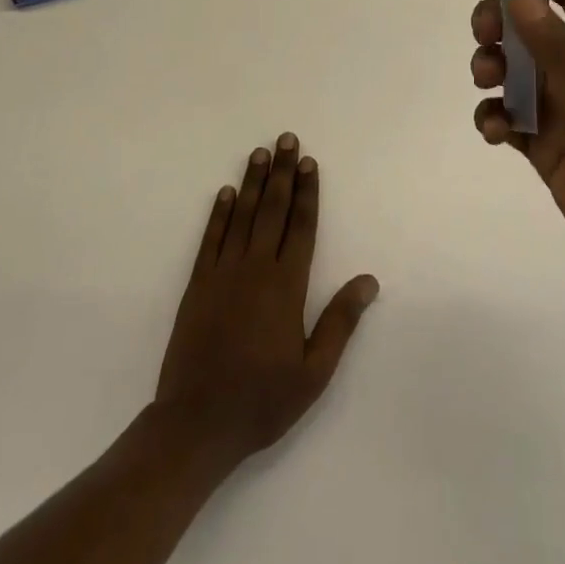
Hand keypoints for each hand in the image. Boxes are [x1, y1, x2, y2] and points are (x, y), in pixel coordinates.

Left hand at [154, 134, 378, 466]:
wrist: (196, 425)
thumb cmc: (261, 400)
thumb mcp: (313, 372)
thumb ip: (340, 322)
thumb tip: (368, 280)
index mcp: (286, 286)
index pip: (301, 226)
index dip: (307, 192)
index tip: (309, 162)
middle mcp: (256, 269)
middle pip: (272, 210)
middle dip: (282, 172)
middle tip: (286, 139)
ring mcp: (223, 274)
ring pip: (242, 216)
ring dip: (252, 182)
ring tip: (260, 152)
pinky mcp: (197, 285)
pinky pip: (211, 239)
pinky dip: (219, 214)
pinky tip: (225, 193)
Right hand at [470, 0, 564, 321]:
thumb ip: (564, 47)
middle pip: (535, 30)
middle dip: (503, 23)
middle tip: (484, 33)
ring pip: (515, 73)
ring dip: (493, 66)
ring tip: (487, 80)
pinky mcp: (548, 154)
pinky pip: (510, 121)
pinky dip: (494, 117)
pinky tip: (495, 131)